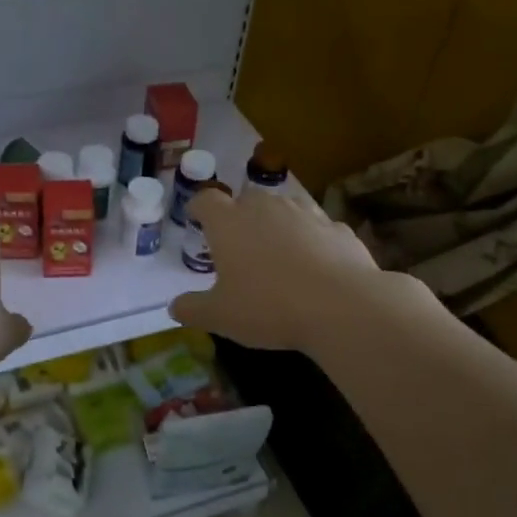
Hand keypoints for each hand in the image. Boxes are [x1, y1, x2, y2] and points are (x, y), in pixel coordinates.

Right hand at [168, 189, 381, 354]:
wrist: (341, 306)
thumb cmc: (268, 307)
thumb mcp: (220, 316)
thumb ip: (192, 309)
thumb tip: (175, 306)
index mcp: (229, 222)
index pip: (206, 200)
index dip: (198, 208)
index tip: (197, 220)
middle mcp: (265, 207)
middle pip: (246, 200)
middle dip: (239, 217)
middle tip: (238, 246)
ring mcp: (306, 213)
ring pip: (284, 209)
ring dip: (277, 225)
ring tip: (278, 255)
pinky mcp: (338, 228)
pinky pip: (318, 229)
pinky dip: (312, 241)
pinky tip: (315, 267)